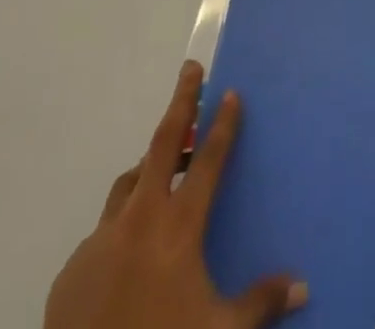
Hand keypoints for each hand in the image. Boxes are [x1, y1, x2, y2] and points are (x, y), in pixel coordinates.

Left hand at [44, 61, 307, 328]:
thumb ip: (259, 303)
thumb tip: (302, 287)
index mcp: (178, 227)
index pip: (208, 160)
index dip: (223, 125)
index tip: (231, 92)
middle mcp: (139, 220)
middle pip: (162, 143)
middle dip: (181, 103)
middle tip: (191, 70)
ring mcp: (101, 240)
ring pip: (128, 184)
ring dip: (148, 168)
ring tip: (163, 171)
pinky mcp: (72, 269)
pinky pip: (102, 236)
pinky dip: (120, 230)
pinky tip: (128, 257)